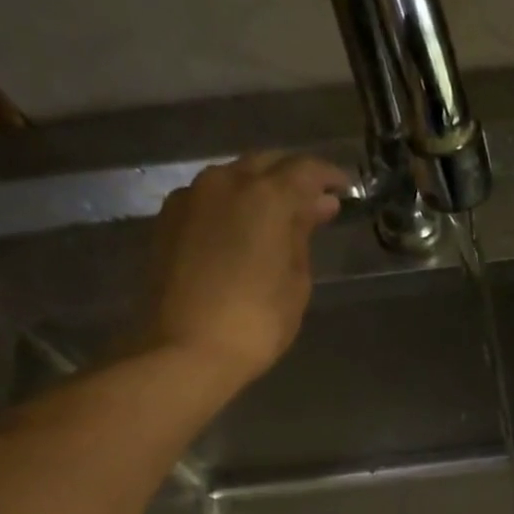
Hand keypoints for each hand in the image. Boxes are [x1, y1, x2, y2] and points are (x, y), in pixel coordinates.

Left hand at [146, 152, 350, 387]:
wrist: (186, 349)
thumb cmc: (256, 323)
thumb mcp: (295, 282)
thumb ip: (303, 235)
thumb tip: (318, 205)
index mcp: (265, 196)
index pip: (305, 169)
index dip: (328, 176)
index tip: (345, 189)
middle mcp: (225, 182)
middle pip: (265, 164)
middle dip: (292, 177)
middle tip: (314, 202)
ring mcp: (191, 197)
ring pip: (234, 177)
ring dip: (260, 189)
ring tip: (279, 216)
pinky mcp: (169, 219)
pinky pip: (210, 197)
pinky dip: (233, 205)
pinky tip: (243, 230)